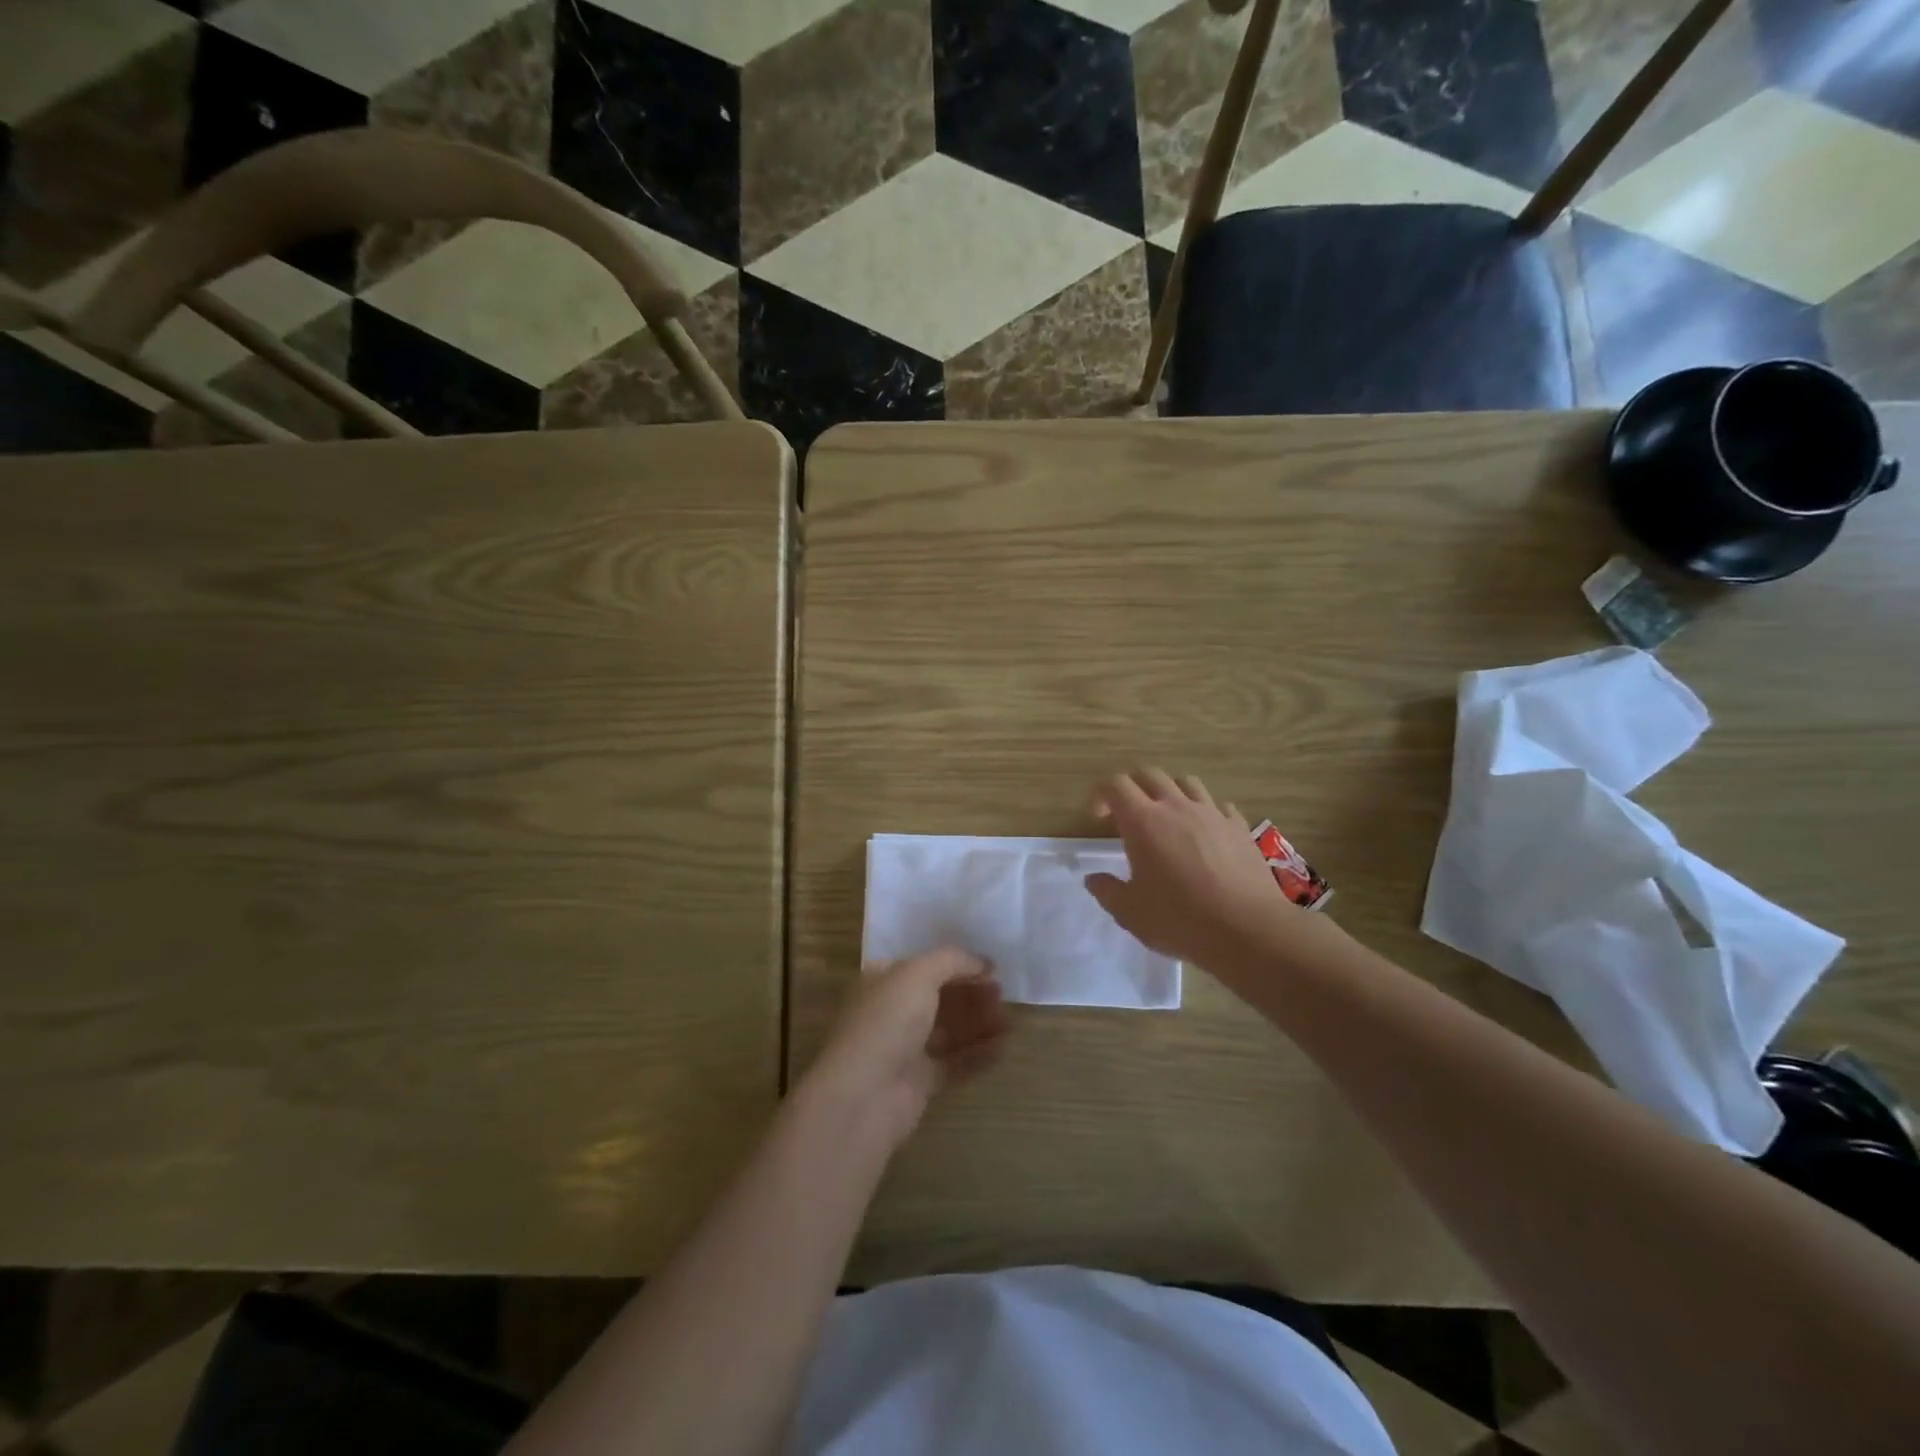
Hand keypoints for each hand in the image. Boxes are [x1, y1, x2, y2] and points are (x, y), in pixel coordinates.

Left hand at [802, 948, 1009, 1150]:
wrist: (863, 1096)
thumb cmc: (887, 1022)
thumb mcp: (917, 973)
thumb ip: (952, 960)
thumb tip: (982, 962)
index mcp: (883, 981)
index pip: (925, 966)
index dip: (958, 964)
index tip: (992, 968)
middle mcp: (892, 1012)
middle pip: (939, 999)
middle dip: (971, 994)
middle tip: (1003, 994)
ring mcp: (905, 1049)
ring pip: (949, 1032)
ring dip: (979, 1024)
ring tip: (1010, 1022)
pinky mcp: (919, 1083)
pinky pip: (954, 1064)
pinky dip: (978, 1055)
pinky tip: (1003, 1048)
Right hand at [1084, 768, 1317, 978]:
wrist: (1248, 929)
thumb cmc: (1179, 919)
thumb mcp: (1130, 913)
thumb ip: (1107, 891)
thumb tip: (1094, 879)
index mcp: (1143, 821)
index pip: (1116, 785)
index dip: (1102, 794)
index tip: (1099, 818)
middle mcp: (1176, 807)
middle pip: (1150, 774)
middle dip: (1134, 787)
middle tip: (1129, 815)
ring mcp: (1212, 814)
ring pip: (1187, 782)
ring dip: (1171, 793)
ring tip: (1168, 818)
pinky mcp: (1239, 827)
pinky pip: (1219, 806)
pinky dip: (1206, 812)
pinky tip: (1206, 834)